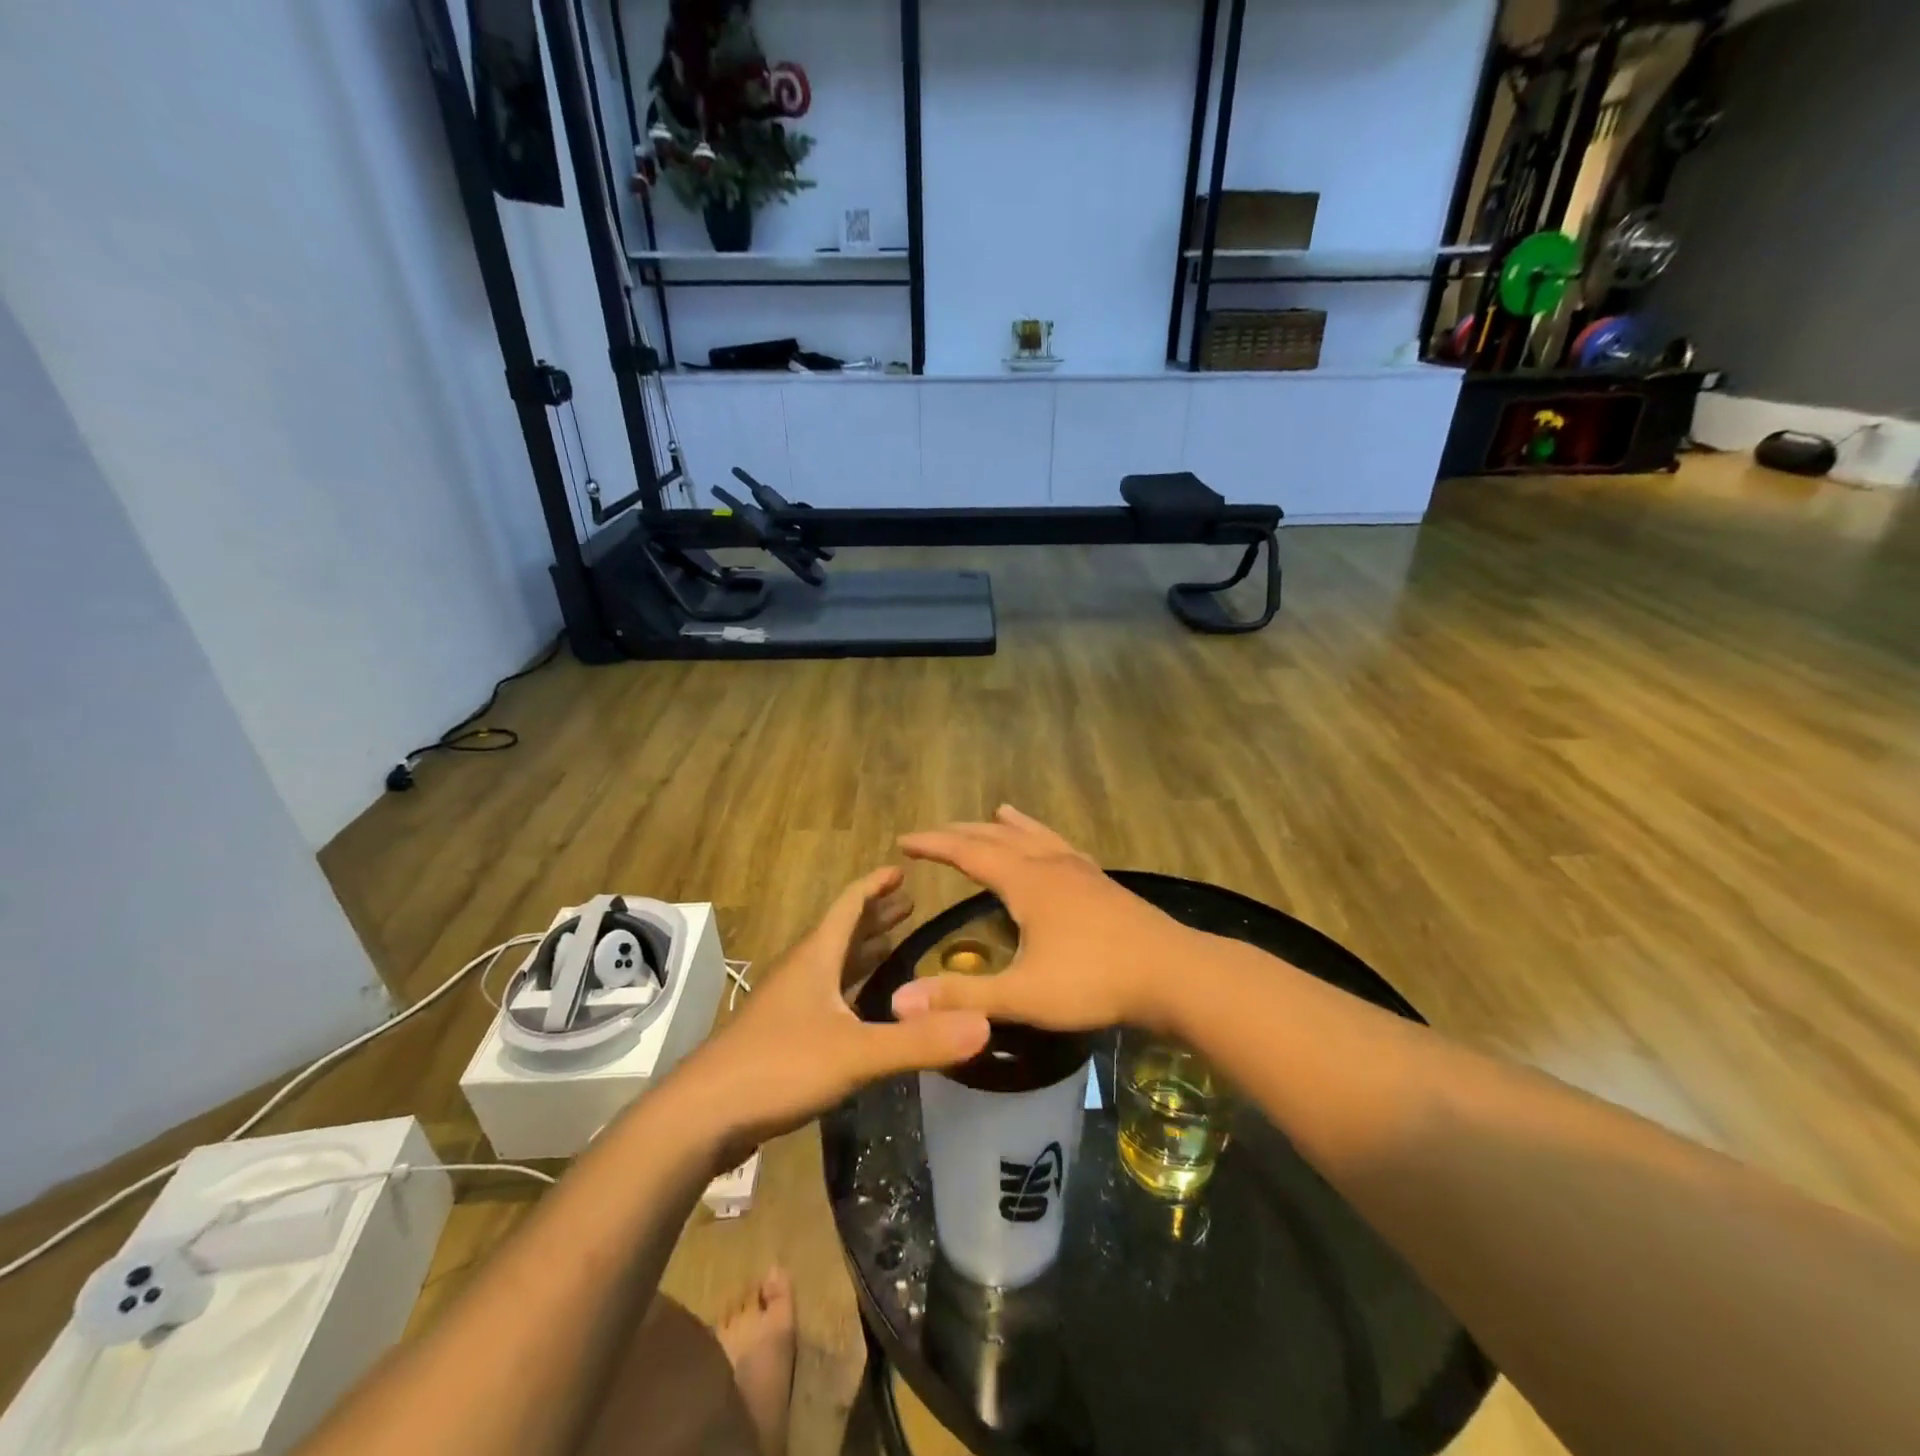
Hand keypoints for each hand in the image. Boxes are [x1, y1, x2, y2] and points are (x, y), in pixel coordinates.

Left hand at [676, 868, 990, 1153]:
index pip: (849, 905)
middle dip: (876, 915)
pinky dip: (850, 987)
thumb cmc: (778, 1067)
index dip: (875, 885)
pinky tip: (863, 1008)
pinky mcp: (782, 1036)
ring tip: (894, 944)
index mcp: (816, 958)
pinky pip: (825, 996)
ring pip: (832, 964)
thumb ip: (919, 1041)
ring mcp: (788, 1005)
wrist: (702, 1116)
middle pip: (842, 931)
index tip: (902, 869)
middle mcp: (802, 972)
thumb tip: (984, 1023)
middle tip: (910, 905)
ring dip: (863, 949)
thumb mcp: (856, 1054)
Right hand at [889, 806, 1199, 1033]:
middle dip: (962, 833)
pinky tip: (1054, 849)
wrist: (1173, 974)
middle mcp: (1050, 864)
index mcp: (1026, 881)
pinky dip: (1045, 838)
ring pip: (1035, 836)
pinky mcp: (1103, 884)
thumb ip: (962, 997)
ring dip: (1008, 827)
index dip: (934, 845)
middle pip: (998, 837)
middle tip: (934, 833)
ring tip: (997, 812)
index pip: (968, 853)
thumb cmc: (1094, 981)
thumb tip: (898, 1001)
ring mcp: (1081, 871)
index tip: (904, 840)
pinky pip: (1062, 847)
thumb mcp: (1023, 995)